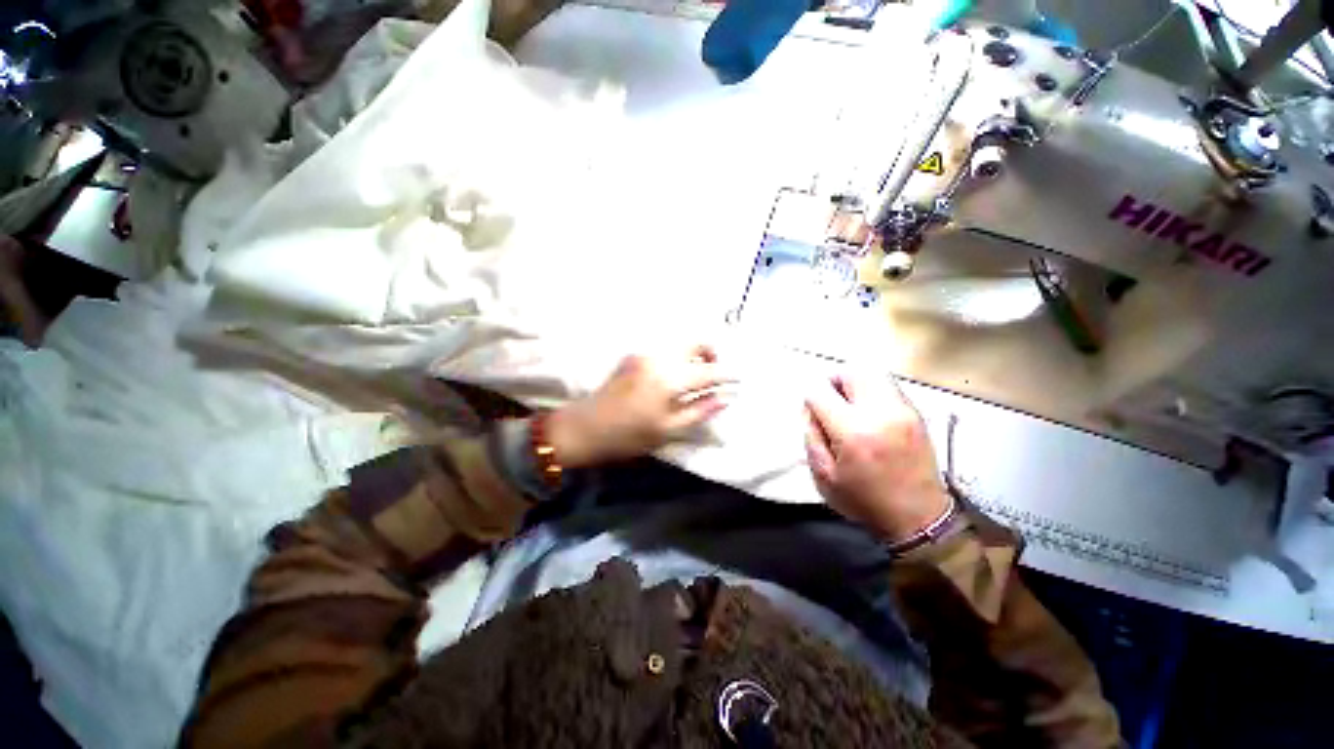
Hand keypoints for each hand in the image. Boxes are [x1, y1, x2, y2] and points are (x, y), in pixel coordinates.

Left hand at [547, 346, 732, 467]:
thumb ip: (700, 412)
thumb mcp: (668, 430)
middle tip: (715, 374)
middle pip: (695, 343)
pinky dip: (677, 357)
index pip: (708, 371)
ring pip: (680, 344)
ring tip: (696, 378)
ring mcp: (644, 353)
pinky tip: (673, 376)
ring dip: (694, 355)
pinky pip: (665, 349)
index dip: (727, 374)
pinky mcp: (633, 355)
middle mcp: (659, 358)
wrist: (584, 427)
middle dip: (711, 354)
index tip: (739, 379)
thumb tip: (724, 398)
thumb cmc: (628, 436)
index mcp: (669, 379)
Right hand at [805, 373, 950, 542]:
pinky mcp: (917, 413)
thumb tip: (809, 409)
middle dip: (833, 380)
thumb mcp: (824, 476)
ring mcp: (903, 410)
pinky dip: (872, 389)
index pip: (820, 391)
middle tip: (829, 399)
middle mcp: (880, 413)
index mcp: (853, 432)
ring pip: (873, 373)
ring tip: (849, 402)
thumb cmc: (865, 500)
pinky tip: (869, 411)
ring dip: (854, 381)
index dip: (809, 398)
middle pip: (851, 371)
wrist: (919, 518)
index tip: (812, 412)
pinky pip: (889, 386)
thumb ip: (811, 437)